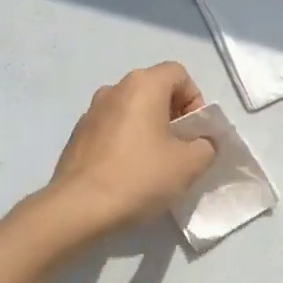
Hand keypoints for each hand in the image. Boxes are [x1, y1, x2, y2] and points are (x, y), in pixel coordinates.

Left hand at [47, 63, 215, 235]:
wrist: (79, 208)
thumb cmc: (140, 176)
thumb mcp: (190, 164)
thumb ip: (205, 146)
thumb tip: (199, 143)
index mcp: (143, 85)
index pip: (179, 74)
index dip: (195, 100)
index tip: (194, 132)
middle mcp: (114, 89)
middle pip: (154, 91)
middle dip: (173, 116)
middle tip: (179, 149)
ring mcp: (91, 111)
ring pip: (132, 110)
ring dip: (148, 129)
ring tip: (154, 163)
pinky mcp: (78, 135)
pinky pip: (112, 129)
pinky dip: (126, 142)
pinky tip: (128, 172)